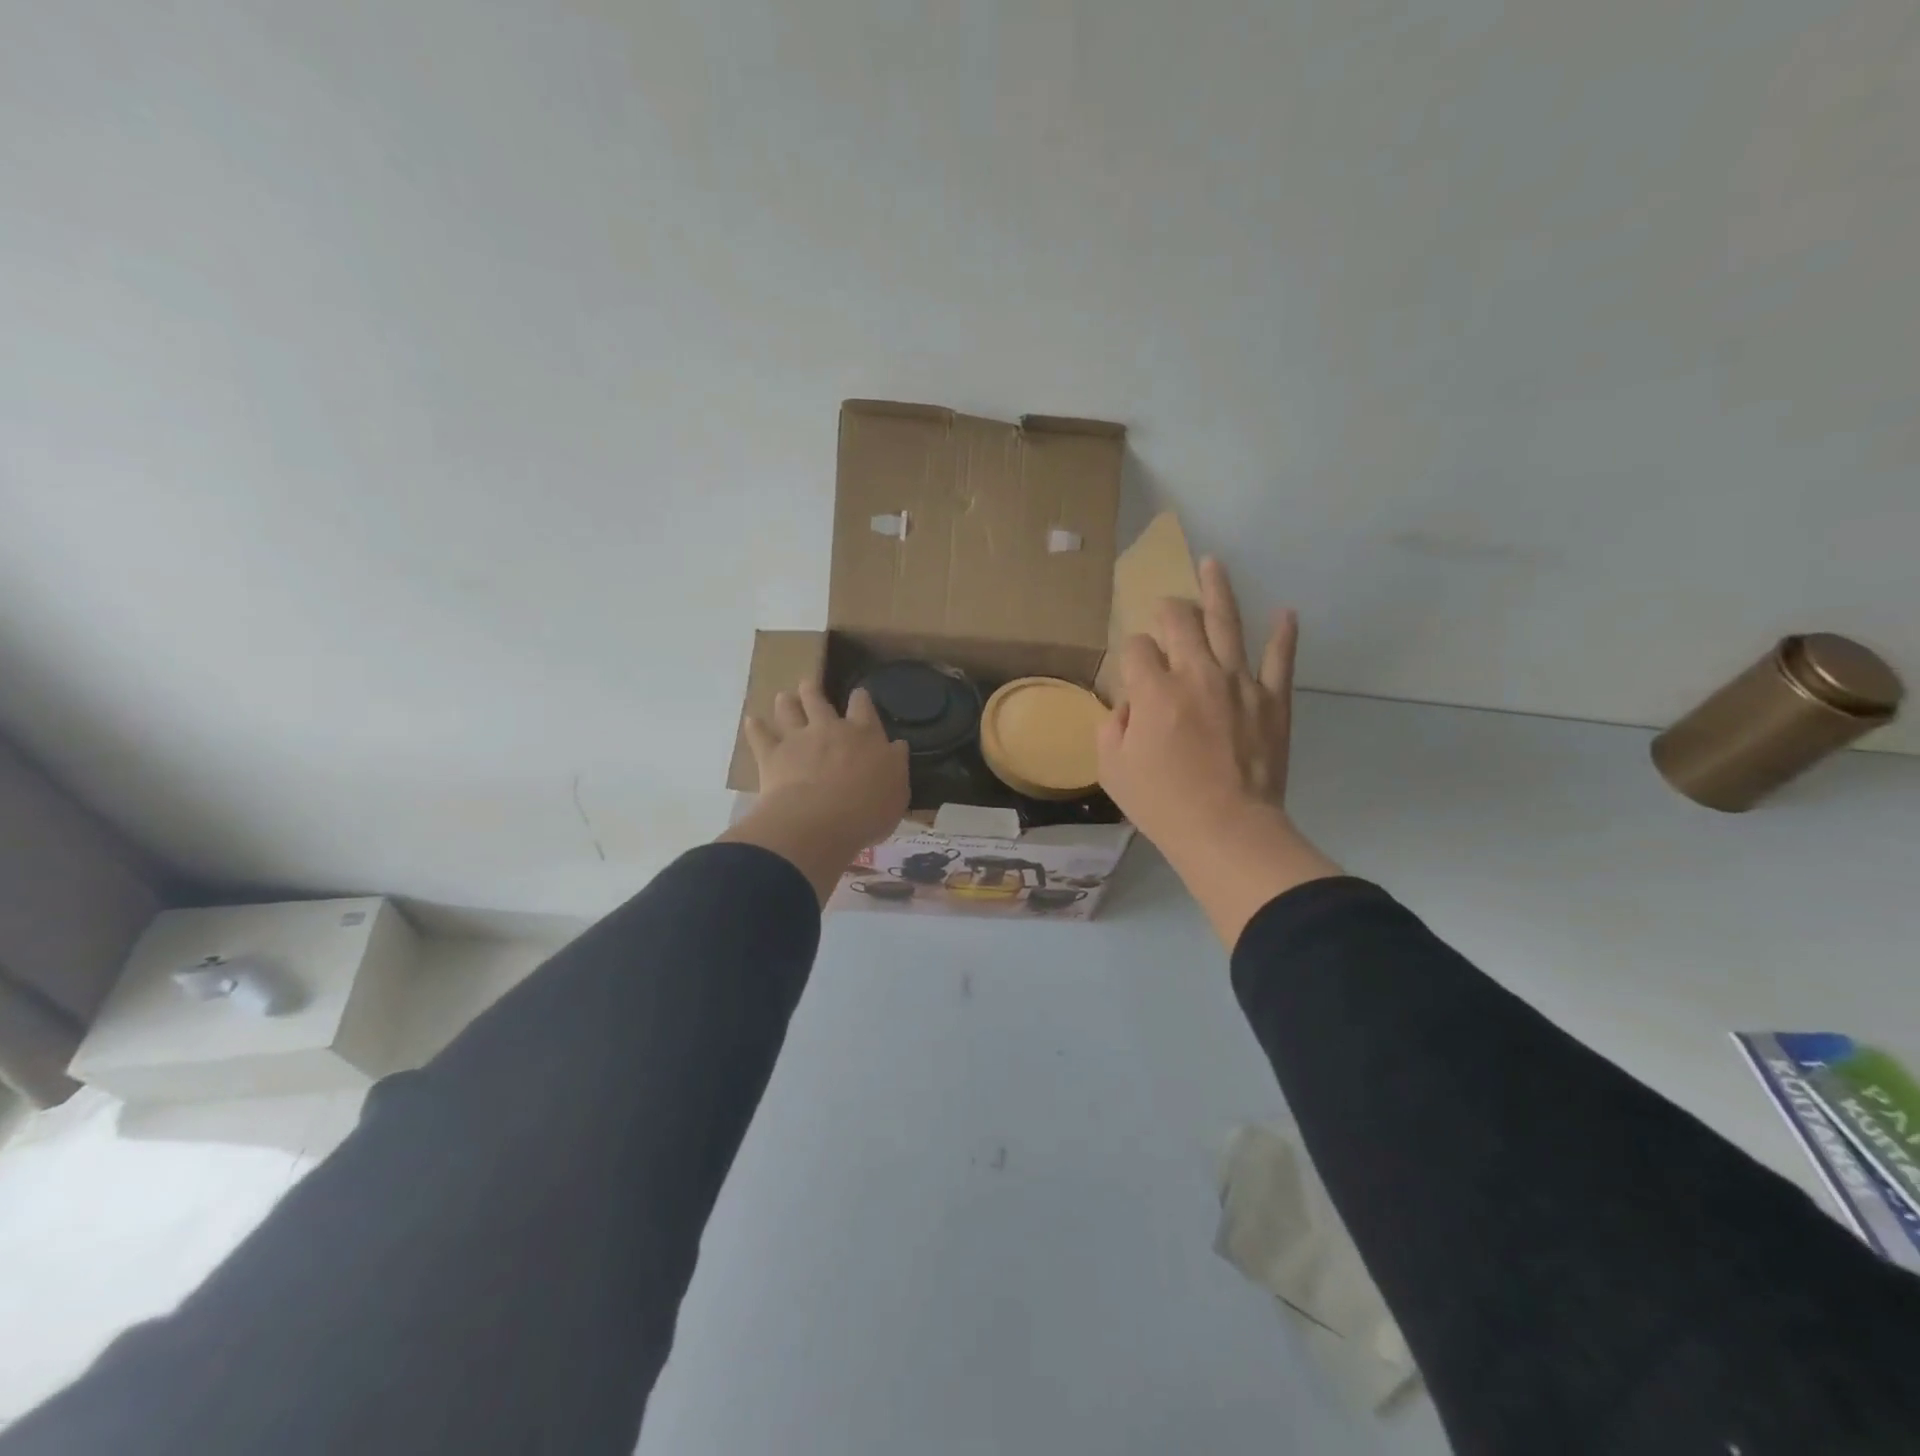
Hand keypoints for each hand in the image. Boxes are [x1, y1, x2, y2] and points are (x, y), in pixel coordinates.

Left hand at [720, 681, 908, 903]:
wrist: (819, 822)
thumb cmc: (867, 811)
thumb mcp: (897, 791)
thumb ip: (895, 765)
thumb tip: (897, 746)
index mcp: (864, 735)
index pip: (863, 706)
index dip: (860, 698)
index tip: (858, 694)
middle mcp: (829, 729)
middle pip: (818, 700)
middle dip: (814, 691)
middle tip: (809, 686)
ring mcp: (798, 739)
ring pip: (788, 710)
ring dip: (786, 702)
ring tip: (784, 697)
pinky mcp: (772, 756)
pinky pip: (760, 736)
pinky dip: (755, 728)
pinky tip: (752, 722)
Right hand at [1098, 556, 1296, 845]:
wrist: (1227, 829)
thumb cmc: (1163, 804)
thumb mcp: (1113, 769)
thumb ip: (1112, 726)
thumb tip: (1129, 706)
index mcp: (1154, 690)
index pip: (1136, 648)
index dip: (1131, 654)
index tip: (1133, 671)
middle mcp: (1196, 673)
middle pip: (1179, 620)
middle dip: (1167, 609)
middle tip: (1165, 606)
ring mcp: (1239, 682)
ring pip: (1226, 622)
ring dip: (1217, 589)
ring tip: (1212, 563)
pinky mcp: (1273, 699)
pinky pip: (1280, 658)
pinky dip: (1284, 634)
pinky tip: (1285, 613)